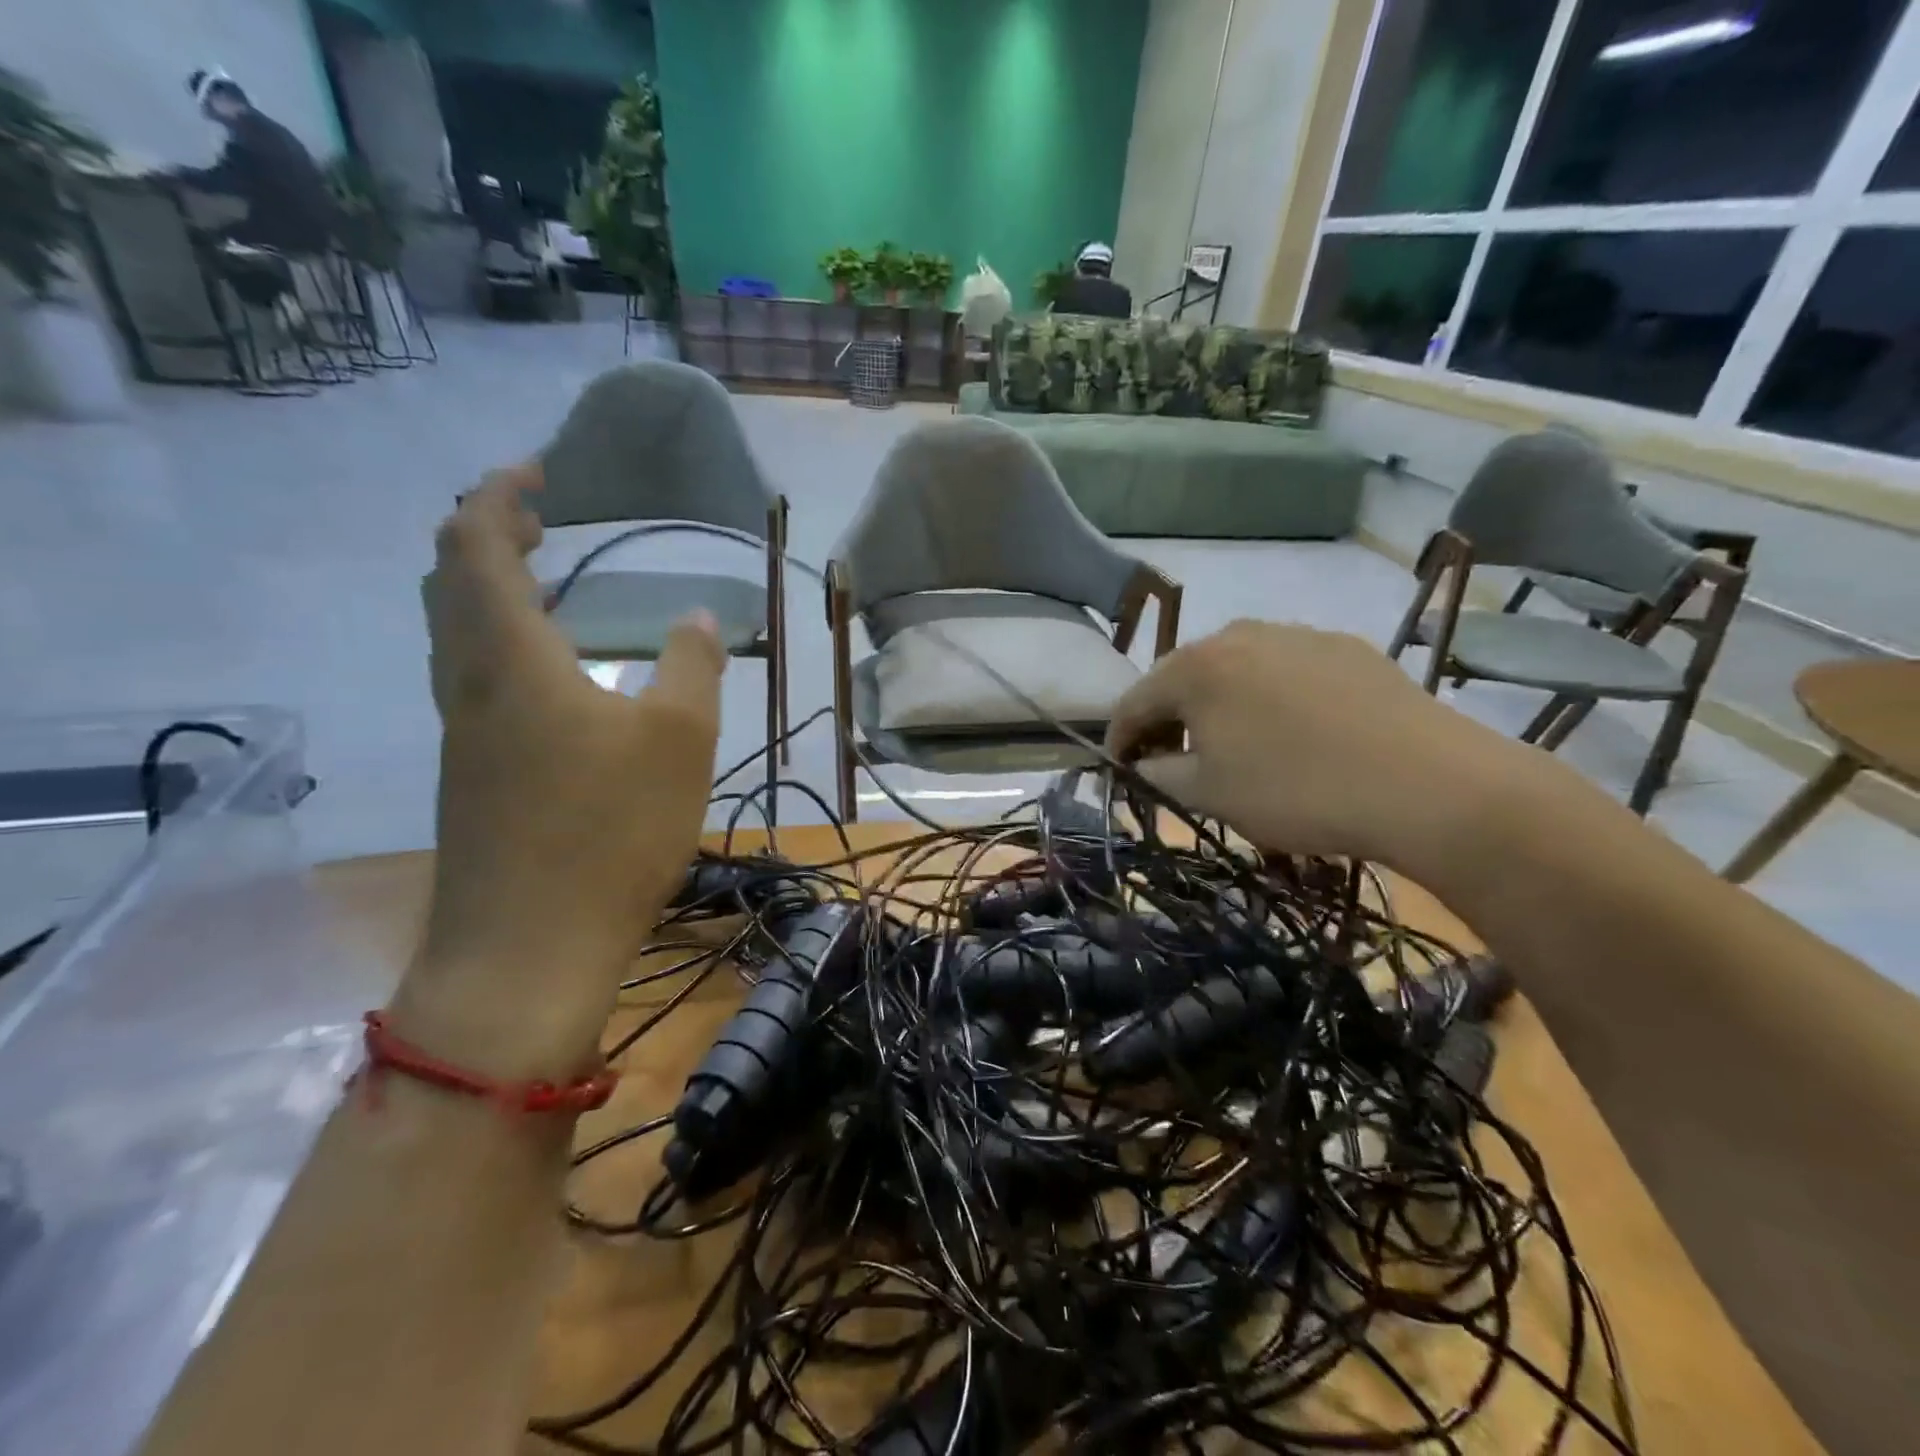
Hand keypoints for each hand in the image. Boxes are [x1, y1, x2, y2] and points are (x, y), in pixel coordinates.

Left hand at [390, 464, 724, 1077]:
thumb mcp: (679, 740)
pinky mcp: (473, 775)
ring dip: (490, 590)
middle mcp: (470, 683)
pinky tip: (551, 671)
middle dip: (488, 535)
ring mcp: (464, 733)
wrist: (528, 949)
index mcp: (511, 657)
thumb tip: (698, 618)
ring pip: (456, 633)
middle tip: (542, 519)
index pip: (477, 545)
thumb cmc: (609, 831)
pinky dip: (502, 642)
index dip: (498, 496)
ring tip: (547, 582)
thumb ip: (692, 667)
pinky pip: (474, 678)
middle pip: (450, 582)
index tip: (539, 471)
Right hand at [1104, 621, 1527, 874]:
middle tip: (1173, 761)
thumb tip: (1144, 763)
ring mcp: (1296, 634)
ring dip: (1219, 705)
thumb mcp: (1209, 795)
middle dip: (1169, 720)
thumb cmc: (1296, 791)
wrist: (1429, 784)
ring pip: (1235, 670)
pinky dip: (1270, 698)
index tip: (1120, 771)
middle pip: (1182, 678)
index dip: (1119, 740)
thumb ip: (1159, 773)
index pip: (1133, 702)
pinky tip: (1295, 732)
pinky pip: (1285, 670)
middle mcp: (1239, 634)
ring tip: (1235, 746)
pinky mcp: (1345, 647)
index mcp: (1195, 667)